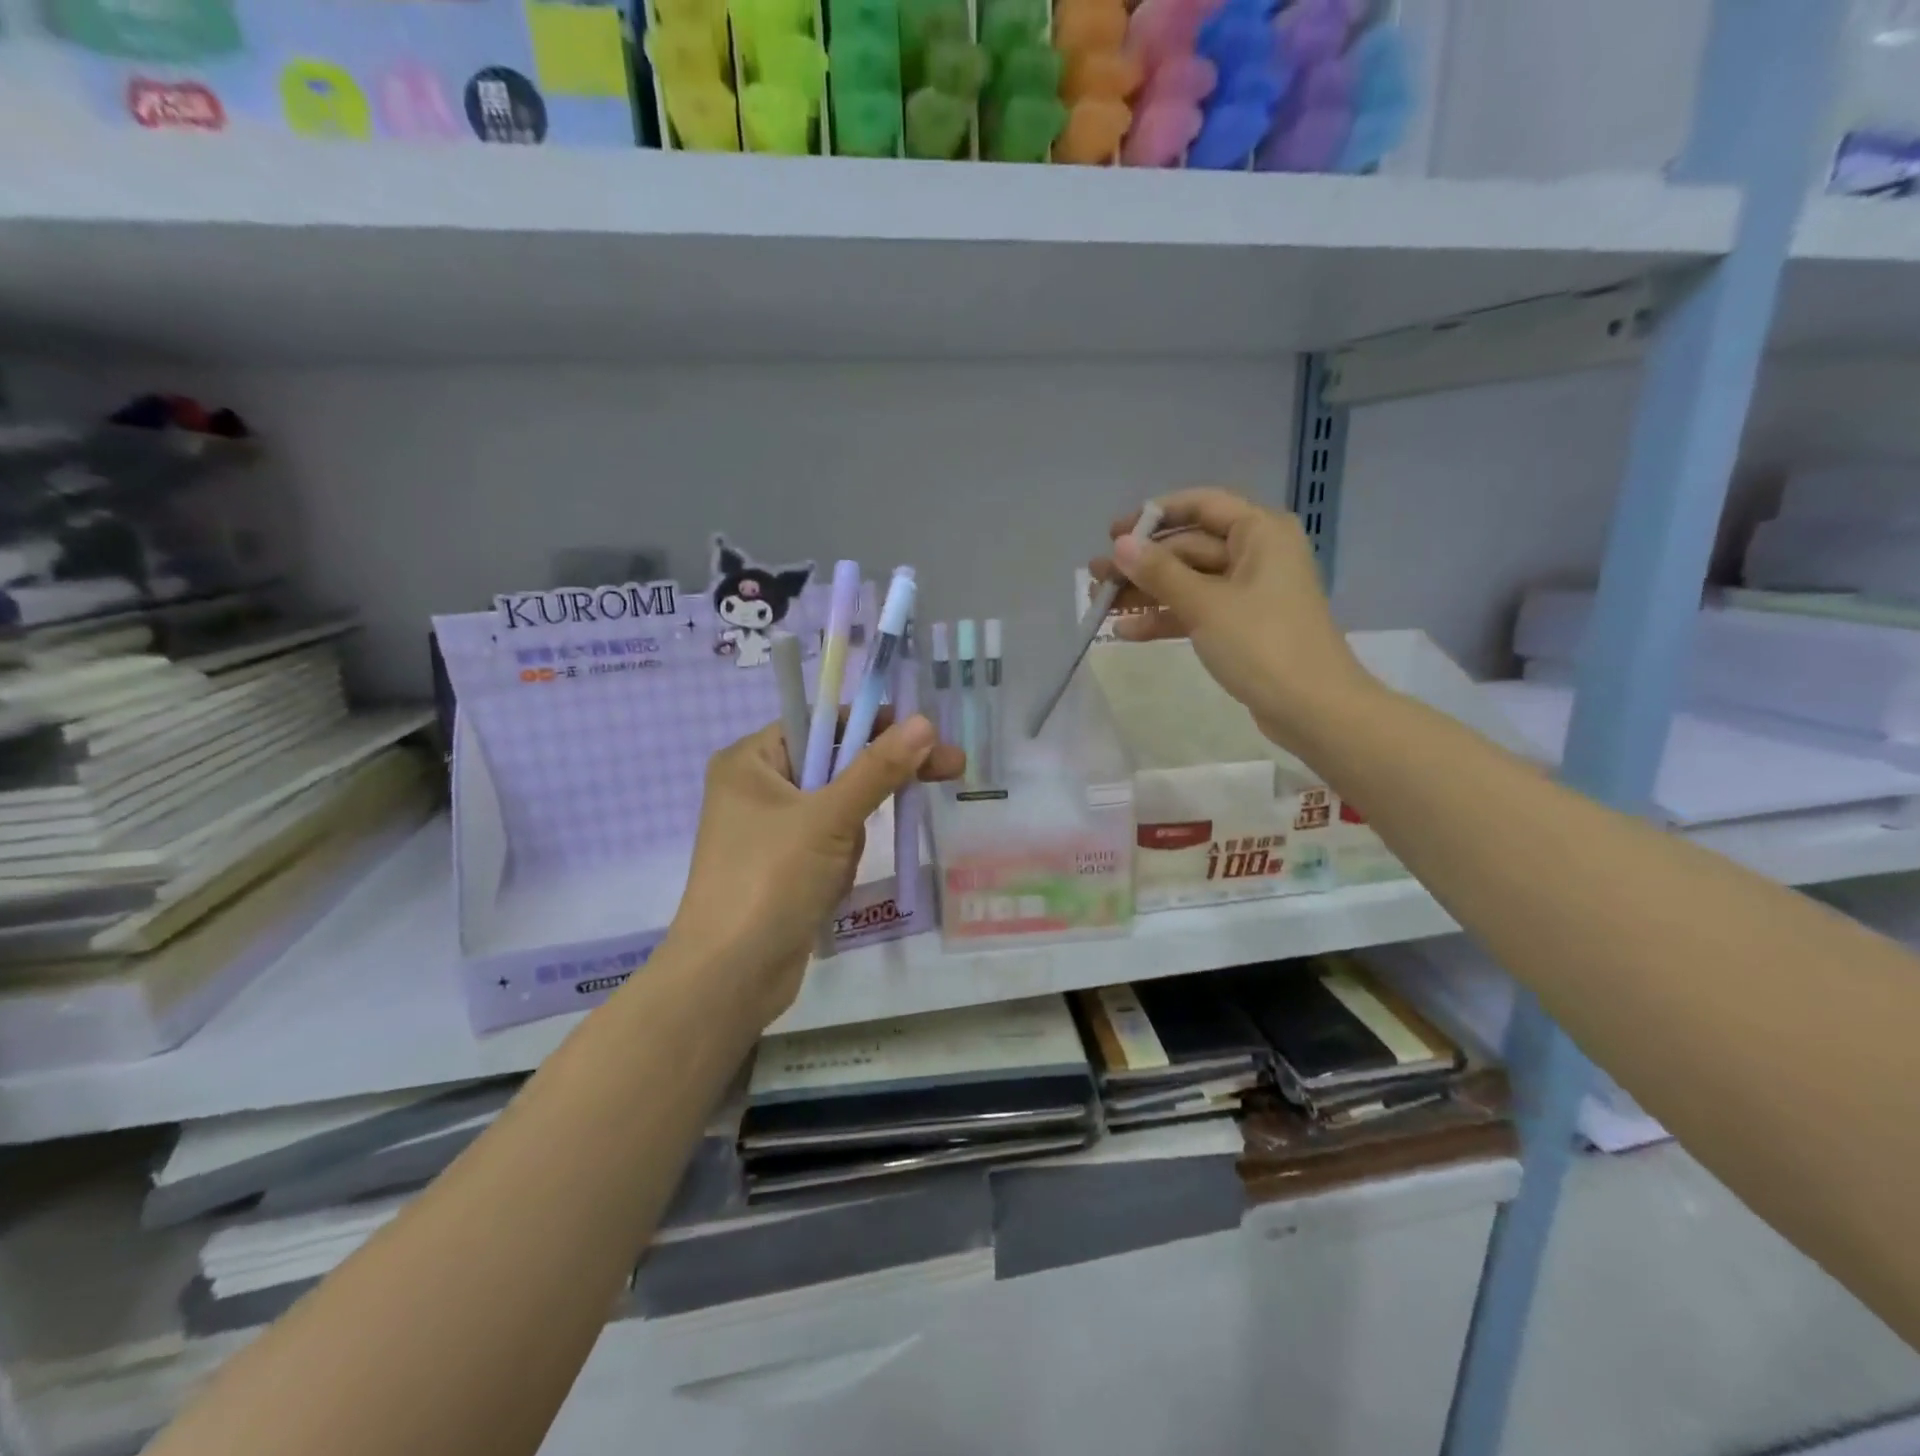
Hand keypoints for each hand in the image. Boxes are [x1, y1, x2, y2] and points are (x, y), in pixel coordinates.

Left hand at [664, 714, 965, 1029]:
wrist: (729, 979)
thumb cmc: (770, 881)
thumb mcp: (829, 818)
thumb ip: (878, 768)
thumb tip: (925, 722)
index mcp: (751, 760)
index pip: (822, 723)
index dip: (876, 725)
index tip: (926, 735)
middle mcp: (756, 788)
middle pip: (835, 764)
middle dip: (878, 783)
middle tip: (950, 771)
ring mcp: (768, 831)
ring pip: (837, 810)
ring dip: (851, 836)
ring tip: (834, 870)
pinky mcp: (782, 868)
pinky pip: (828, 845)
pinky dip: (839, 861)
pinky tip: (828, 889)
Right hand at [1090, 487, 1375, 752]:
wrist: (1313, 708)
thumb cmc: (1263, 644)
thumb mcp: (1205, 604)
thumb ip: (1159, 572)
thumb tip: (1120, 545)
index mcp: (1259, 533)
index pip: (1201, 506)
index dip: (1154, 516)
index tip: (1113, 535)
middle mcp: (1257, 554)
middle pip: (1189, 547)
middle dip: (1142, 564)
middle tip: (1097, 579)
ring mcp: (1249, 592)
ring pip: (1188, 582)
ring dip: (1147, 593)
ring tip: (1101, 607)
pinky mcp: (1242, 626)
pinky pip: (1196, 611)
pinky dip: (1166, 618)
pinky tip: (1128, 632)